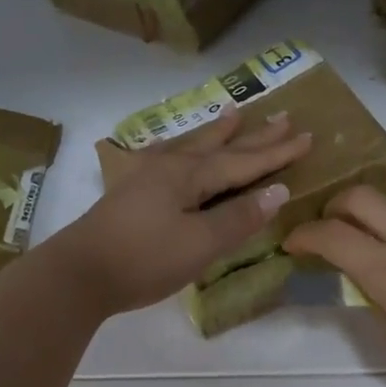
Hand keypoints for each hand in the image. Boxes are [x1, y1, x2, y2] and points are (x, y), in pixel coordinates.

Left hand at [47, 110, 312, 316]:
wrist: (78, 274)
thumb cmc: (144, 259)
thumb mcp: (200, 243)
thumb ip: (238, 217)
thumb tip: (278, 191)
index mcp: (190, 175)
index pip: (244, 161)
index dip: (277, 152)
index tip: (307, 136)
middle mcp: (170, 167)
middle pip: (221, 146)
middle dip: (254, 135)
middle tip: (282, 116)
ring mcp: (147, 177)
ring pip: (192, 146)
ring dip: (217, 132)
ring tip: (234, 113)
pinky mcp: (131, 192)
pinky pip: (168, 157)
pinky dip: (181, 148)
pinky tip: (173, 147)